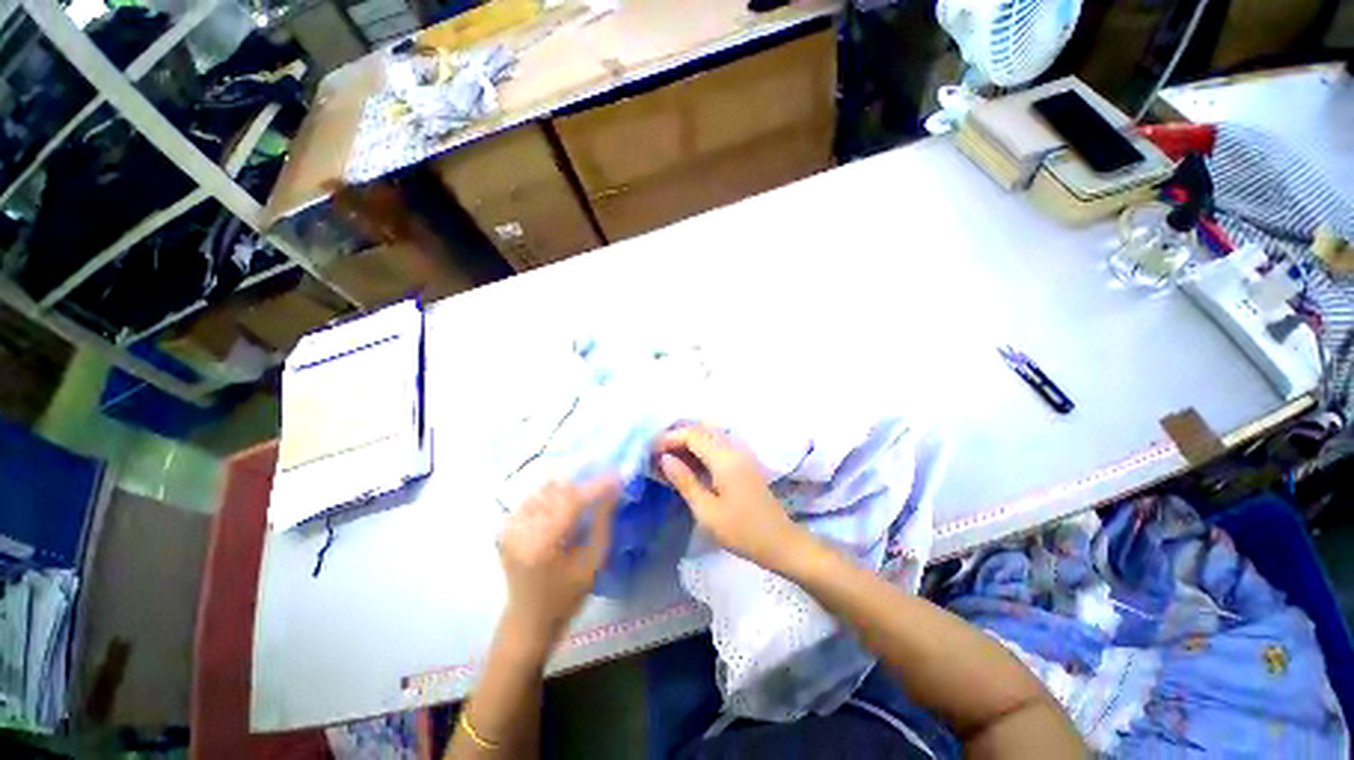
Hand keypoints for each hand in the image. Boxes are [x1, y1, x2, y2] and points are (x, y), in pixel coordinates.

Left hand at [497, 477, 620, 655]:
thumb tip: (614, 489)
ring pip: (544, 489)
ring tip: (587, 492)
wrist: (528, 620)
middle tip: (605, 482)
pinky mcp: (506, 526)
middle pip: (556, 489)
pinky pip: (534, 497)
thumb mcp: (594, 562)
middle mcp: (521, 530)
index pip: (572, 500)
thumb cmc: (567, 596)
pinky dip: (553, 494)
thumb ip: (603, 522)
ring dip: (568, 487)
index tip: (617, 475)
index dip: (597, 485)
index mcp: (542, 544)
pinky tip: (566, 502)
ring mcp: (509, 527)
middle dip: (583, 482)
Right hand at [654, 425, 806, 571]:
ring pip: (711, 435)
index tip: (651, 451)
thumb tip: (665, 459)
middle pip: (703, 429)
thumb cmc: (741, 531)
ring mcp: (742, 454)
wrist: (780, 542)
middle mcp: (734, 449)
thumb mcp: (707, 511)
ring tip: (670, 457)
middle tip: (659, 452)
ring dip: (690, 440)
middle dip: (679, 436)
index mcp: (724, 459)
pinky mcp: (745, 463)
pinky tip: (691, 464)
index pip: (693, 435)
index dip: (670, 438)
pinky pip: (719, 445)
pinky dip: (702, 448)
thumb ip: (685, 481)